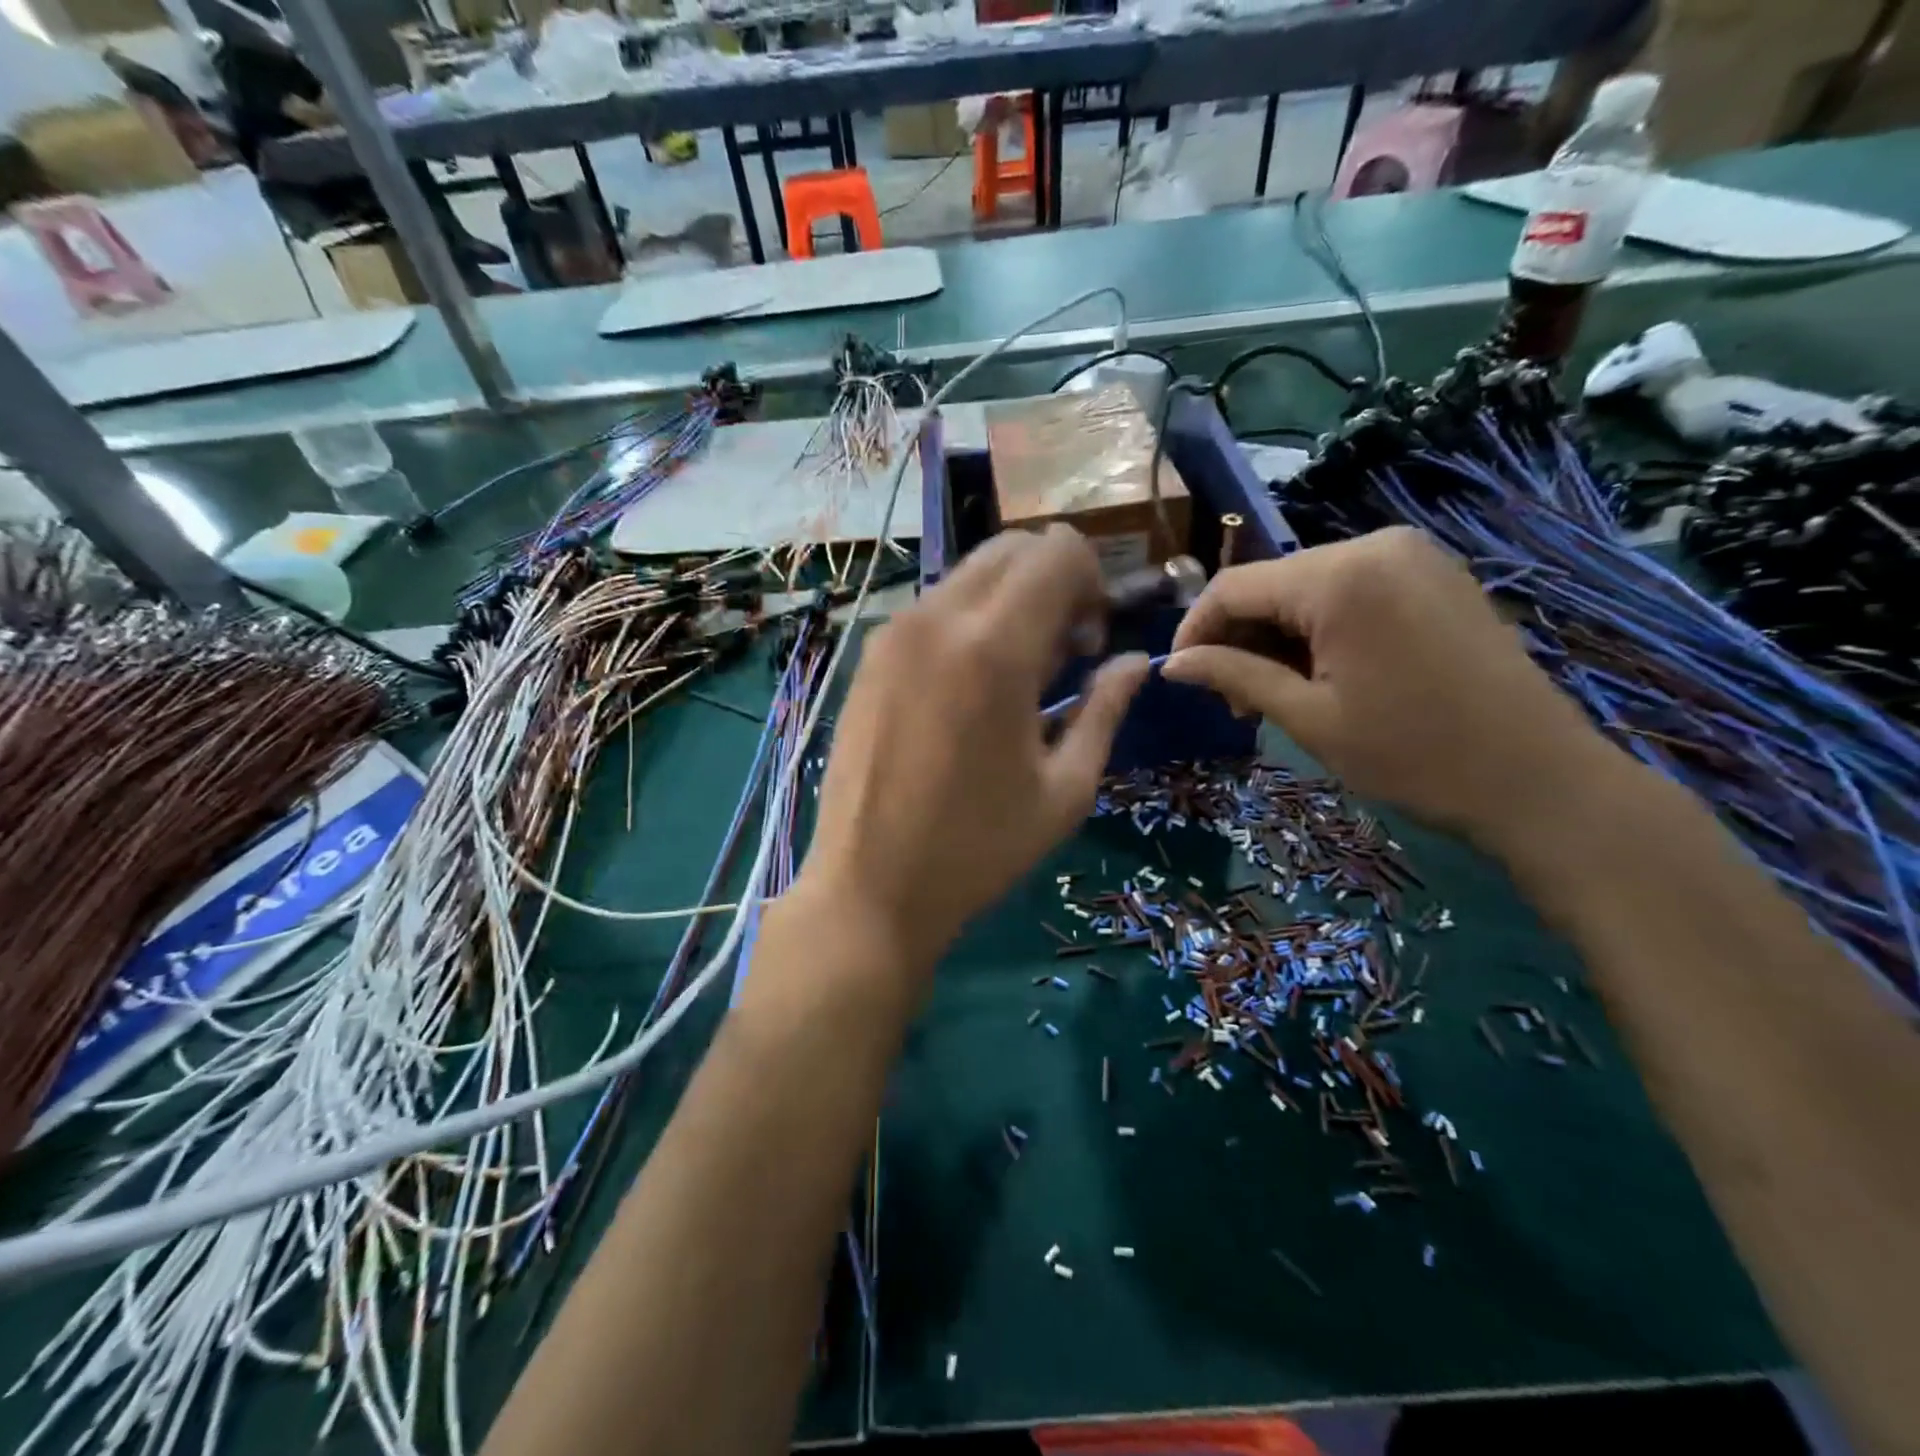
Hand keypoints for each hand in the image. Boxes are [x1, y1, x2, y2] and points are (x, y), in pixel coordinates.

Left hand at [795, 526, 1150, 975]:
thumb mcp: (1065, 788)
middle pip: (1013, 547)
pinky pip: (933, 607)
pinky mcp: (868, 656)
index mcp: (993, 649)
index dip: (1092, 584)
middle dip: (1053, 582)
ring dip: (1009, 601)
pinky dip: (968, 621)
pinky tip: (968, 689)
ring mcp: (893, 633)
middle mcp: (937, 619)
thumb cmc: (978, 849)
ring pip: (970, 573)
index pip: (1058, 551)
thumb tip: (1136, 660)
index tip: (1090, 644)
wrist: (869, 888)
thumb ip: (1105, 708)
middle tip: (1062, 654)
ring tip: (1015, 677)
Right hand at [1161, 527, 1619, 850]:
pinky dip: (1319, 627)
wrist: (1536, 777)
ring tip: (1276, 694)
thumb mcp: (1307, 717)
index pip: (1233, 586)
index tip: (1180, 675)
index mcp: (1340, 577)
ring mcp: (1412, 556)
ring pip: (1308, 587)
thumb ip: (1233, 676)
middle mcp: (1375, 545)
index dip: (1195, 629)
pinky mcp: (1433, 575)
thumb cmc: (1411, 753)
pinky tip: (1322, 672)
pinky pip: (1351, 589)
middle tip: (1234, 700)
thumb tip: (1170, 665)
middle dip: (1240, 637)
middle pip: (1272, 583)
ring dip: (1277, 635)